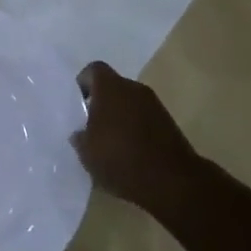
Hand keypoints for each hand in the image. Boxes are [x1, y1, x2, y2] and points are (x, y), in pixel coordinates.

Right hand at [72, 61, 199, 207]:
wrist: (172, 181)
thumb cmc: (121, 158)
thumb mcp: (87, 153)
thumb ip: (80, 137)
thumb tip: (80, 133)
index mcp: (110, 87)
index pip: (93, 70)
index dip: (83, 83)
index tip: (78, 103)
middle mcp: (134, 88)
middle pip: (113, 86)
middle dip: (102, 103)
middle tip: (91, 126)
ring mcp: (155, 105)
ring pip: (130, 103)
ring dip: (120, 117)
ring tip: (110, 143)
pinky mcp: (169, 123)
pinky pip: (144, 118)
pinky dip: (135, 129)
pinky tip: (129, 152)